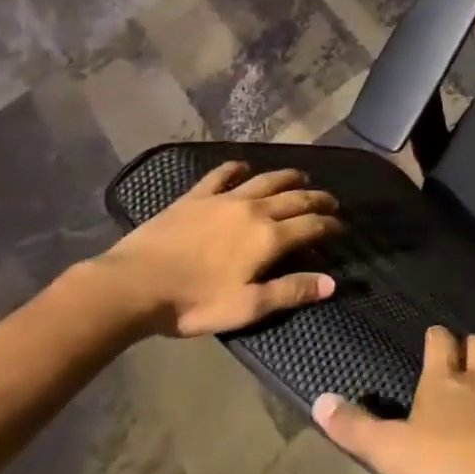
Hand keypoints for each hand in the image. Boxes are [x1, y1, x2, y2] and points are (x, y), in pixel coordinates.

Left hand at [78, 162, 341, 337]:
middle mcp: (254, 210)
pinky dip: (236, 168)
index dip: (330, 225)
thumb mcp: (247, 307)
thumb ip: (291, 292)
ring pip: (266, 180)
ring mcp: (224, 199)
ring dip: (288, 178)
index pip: (311, 225)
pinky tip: (242, 166)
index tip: (341, 228)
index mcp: (269, 238)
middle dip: (318, 199)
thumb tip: (332, 283)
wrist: (133, 285)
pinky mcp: (195, 197)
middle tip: (331, 202)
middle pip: (295, 198)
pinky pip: (221, 175)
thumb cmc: (193, 302)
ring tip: (302, 178)